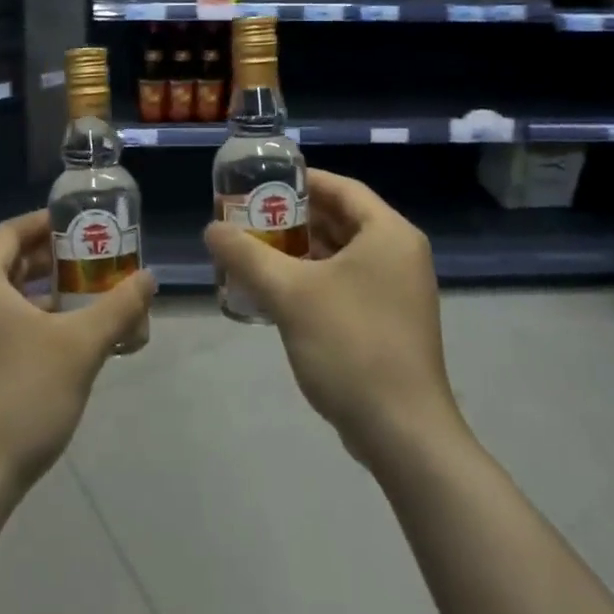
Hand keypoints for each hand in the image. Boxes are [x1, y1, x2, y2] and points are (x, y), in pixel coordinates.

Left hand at [0, 211, 154, 500]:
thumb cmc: (21, 399)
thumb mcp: (81, 348)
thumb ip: (119, 306)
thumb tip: (149, 277)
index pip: (10, 231)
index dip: (48, 224)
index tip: (84, 224)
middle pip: (3, 261)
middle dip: (49, 259)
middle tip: (91, 259)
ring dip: (37, 290)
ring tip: (82, 295)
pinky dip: (20, 316)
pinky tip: (54, 335)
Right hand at [204, 171, 463, 465]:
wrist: (402, 433)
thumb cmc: (350, 346)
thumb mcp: (290, 294)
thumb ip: (247, 255)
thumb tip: (211, 229)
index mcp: (388, 233)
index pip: (341, 187)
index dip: (300, 180)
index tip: (260, 183)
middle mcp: (400, 253)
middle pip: (341, 219)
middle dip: (294, 218)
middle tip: (250, 219)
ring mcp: (399, 289)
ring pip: (343, 254)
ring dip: (302, 251)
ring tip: (256, 252)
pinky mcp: (391, 320)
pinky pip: (349, 282)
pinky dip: (316, 279)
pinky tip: (279, 292)